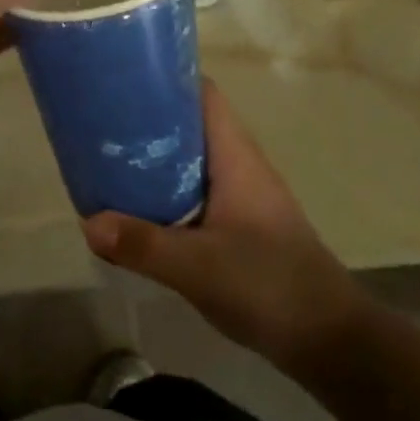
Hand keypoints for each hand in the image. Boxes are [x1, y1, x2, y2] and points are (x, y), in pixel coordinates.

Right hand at [82, 80, 367, 370]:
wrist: (332, 341)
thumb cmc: (270, 285)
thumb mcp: (198, 267)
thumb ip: (142, 245)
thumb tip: (87, 222)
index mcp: (235, 156)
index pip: (202, 93)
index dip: (166, 79)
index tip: (122, 80)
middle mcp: (238, 166)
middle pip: (188, 125)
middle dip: (147, 121)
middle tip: (101, 125)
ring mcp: (241, 196)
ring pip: (189, 161)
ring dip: (153, 159)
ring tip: (108, 162)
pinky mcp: (239, 225)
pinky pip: (193, 192)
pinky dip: (165, 191)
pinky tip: (137, 211)